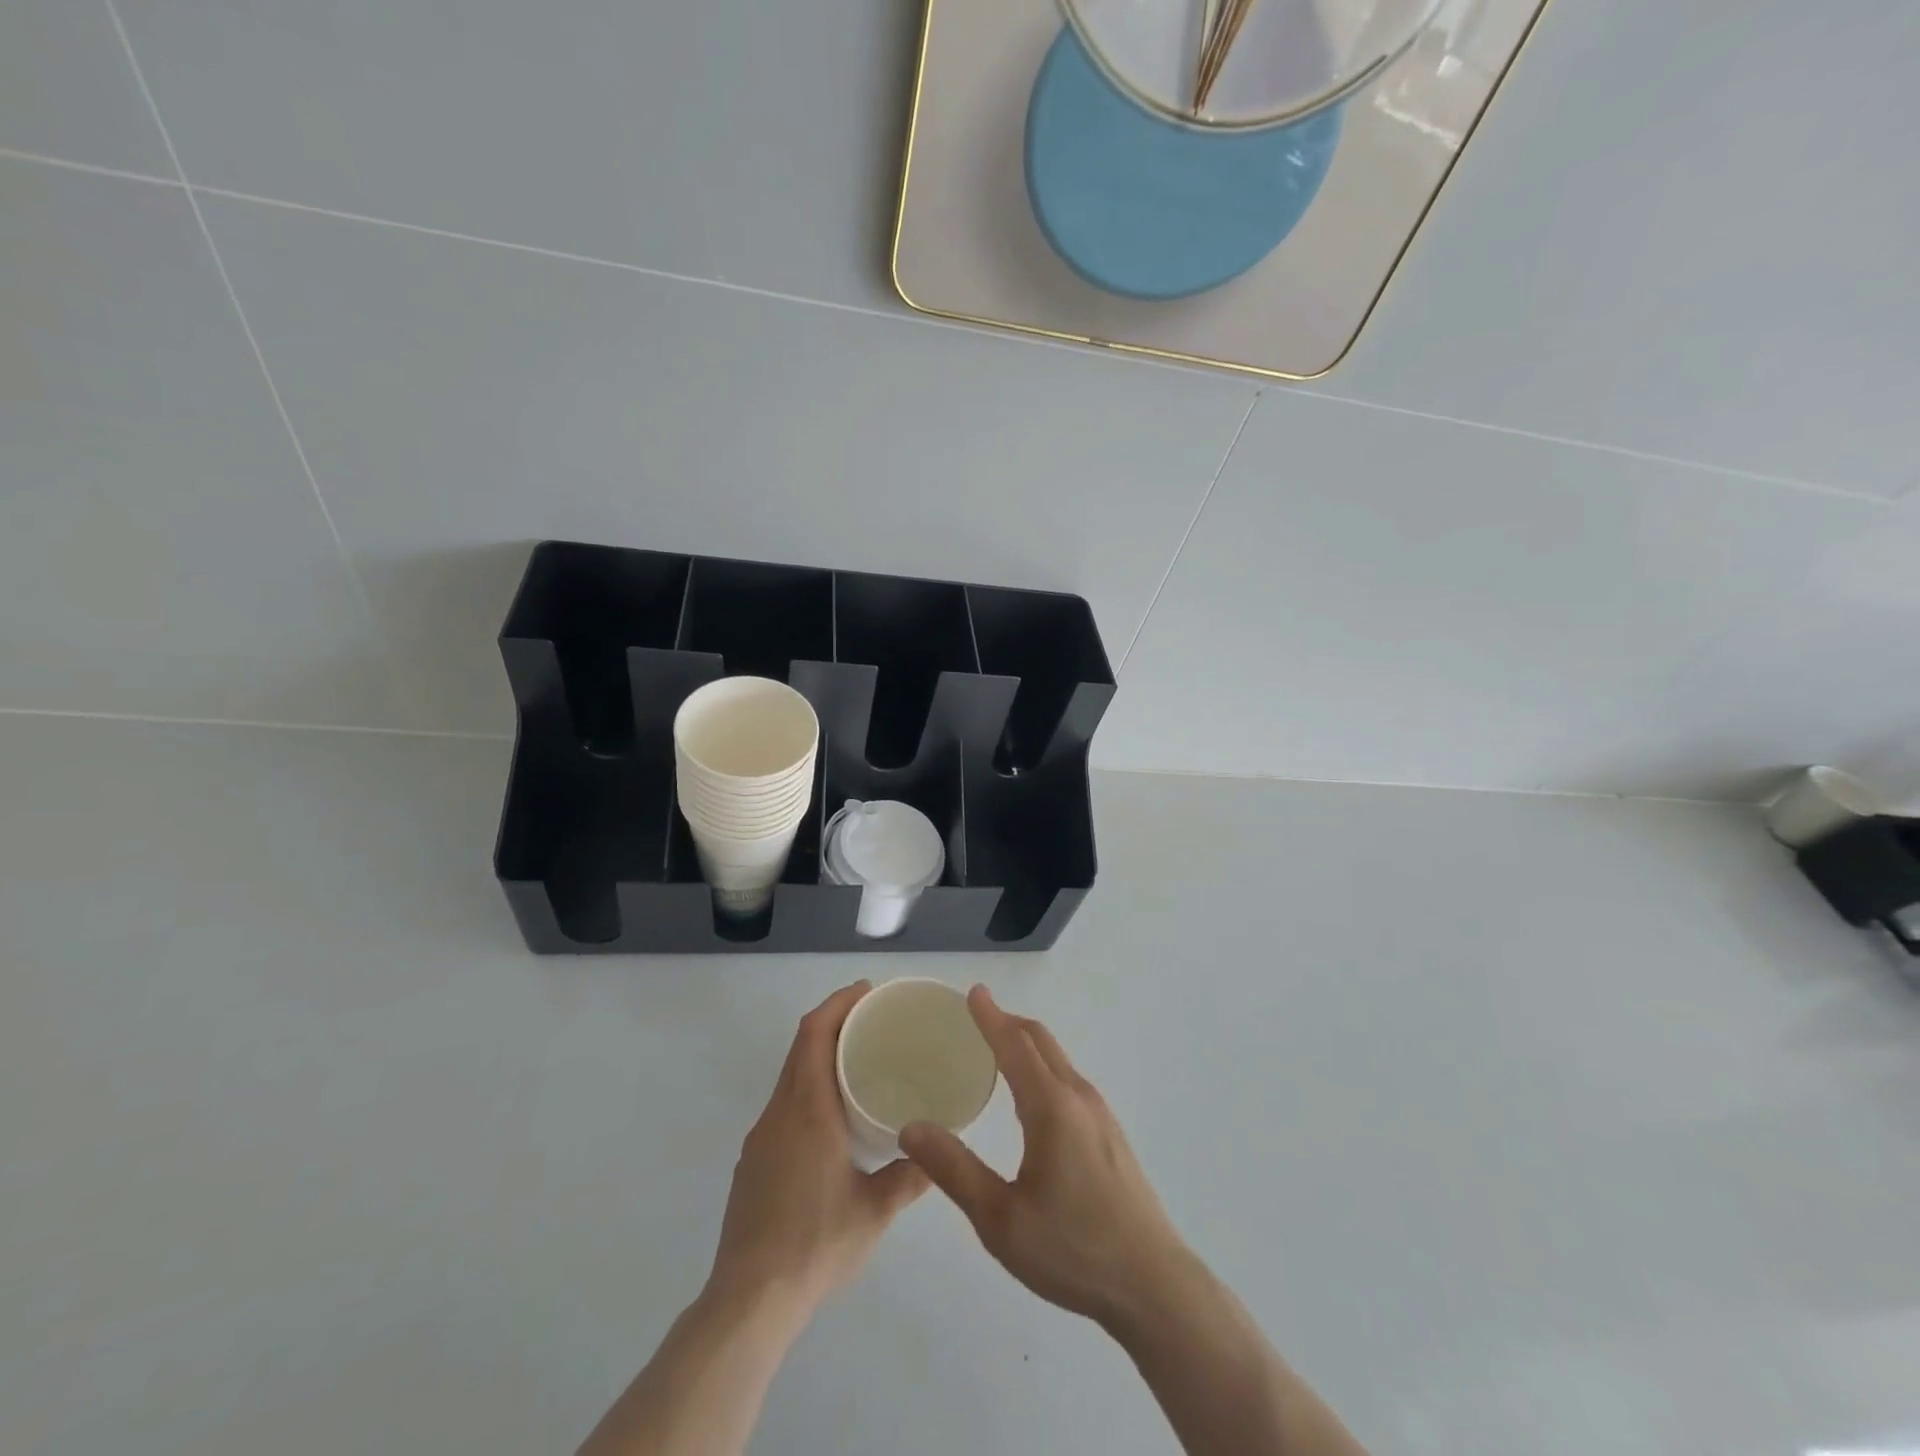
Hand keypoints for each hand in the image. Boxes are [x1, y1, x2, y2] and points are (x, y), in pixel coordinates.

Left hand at [708, 982, 928, 1317]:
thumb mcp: (874, 1211)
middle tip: (870, 1020)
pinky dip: (806, 1089)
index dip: (837, 1004)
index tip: (865, 991)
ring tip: (856, 1063)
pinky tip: (830, 1119)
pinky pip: (782, 1106)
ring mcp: (761, 1137)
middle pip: (800, 1048)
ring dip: (818, 1056)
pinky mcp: (752, 1162)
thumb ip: (908, 1177)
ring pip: (789, 1077)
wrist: (749, 1300)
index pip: (814, 1035)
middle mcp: (779, 1113)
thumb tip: (934, 1154)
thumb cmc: (816, 1244)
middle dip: (832, 1023)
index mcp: (808, 1111)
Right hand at [900, 987, 1193, 1328]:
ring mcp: (1100, 1115)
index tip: (973, 992)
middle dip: (1008, 1022)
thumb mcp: (1001, 1220)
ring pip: (1058, 1060)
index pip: (1015, 1045)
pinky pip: (1069, 1081)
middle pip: (1041, 1042)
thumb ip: (955, 1170)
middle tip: (975, 1017)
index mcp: (1051, 1106)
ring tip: (995, 1052)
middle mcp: (1079, 1097)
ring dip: (1026, 1045)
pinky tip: (1029, 1099)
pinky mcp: (1110, 1135)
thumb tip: (912, 1127)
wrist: (1154, 1285)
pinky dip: (1042, 1068)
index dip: (990, 1016)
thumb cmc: (1073, 1249)